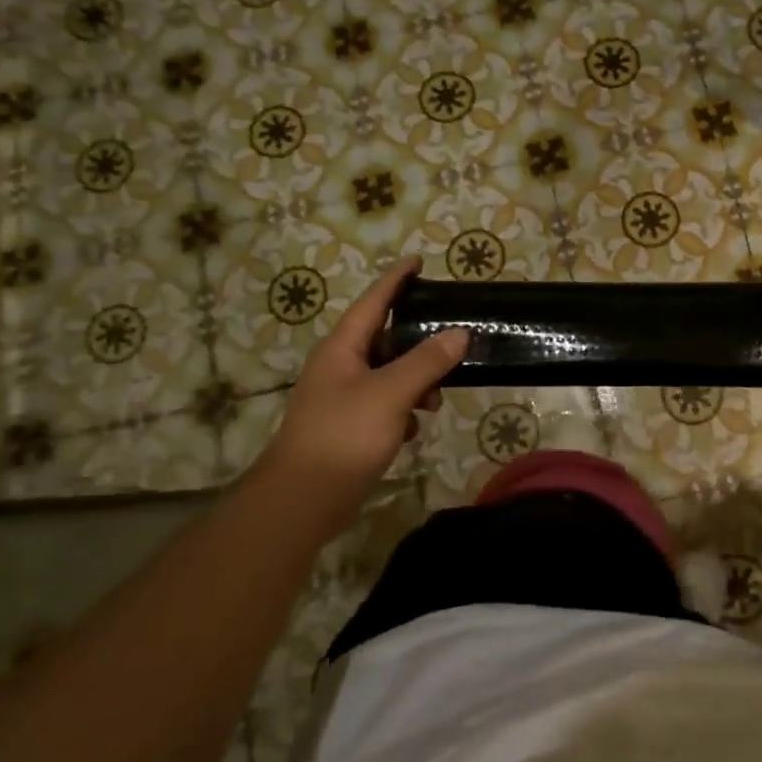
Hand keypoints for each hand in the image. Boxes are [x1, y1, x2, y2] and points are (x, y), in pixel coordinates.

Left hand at [243, 258, 467, 522]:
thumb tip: (459, 333)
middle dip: (419, 342)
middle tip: (453, 338)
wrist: (303, 499)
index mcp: (342, 347)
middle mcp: (340, 366)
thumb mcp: (392, 393)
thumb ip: (427, 361)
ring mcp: (342, 397)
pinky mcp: (349, 425)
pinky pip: (385, 404)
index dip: (396, 280)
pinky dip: (403, 410)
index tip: (419, 261)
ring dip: (416, 381)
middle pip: (385, 339)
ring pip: (389, 374)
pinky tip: (414, 429)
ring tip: (435, 400)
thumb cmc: (344, 435)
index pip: (373, 301)